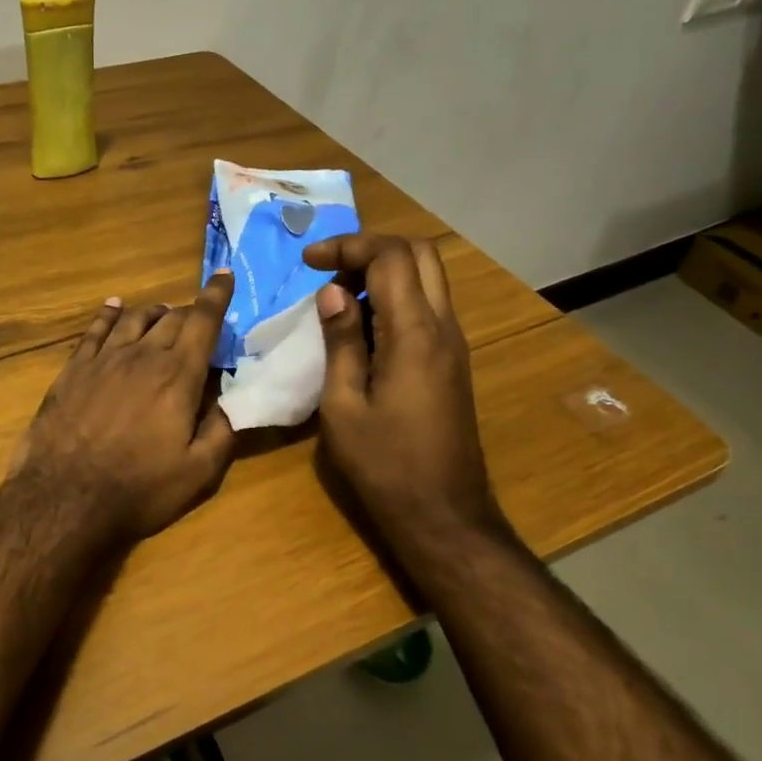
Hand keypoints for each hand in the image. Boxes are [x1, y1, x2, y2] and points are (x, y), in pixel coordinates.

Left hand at [13, 272, 236, 541]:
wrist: (64, 498)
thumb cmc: (138, 488)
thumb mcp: (198, 472)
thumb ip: (223, 429)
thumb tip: (236, 396)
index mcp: (177, 376)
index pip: (203, 321)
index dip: (216, 295)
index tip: (224, 275)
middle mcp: (142, 356)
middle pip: (171, 318)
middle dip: (190, 311)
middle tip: (199, 319)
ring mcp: (103, 359)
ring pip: (134, 318)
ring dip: (154, 311)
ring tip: (164, 314)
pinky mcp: (73, 369)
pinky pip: (95, 330)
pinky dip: (109, 314)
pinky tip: (115, 307)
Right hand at [303, 234, 509, 554]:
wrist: (443, 514)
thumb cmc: (384, 465)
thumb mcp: (343, 405)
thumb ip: (341, 342)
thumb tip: (334, 293)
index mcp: (415, 334)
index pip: (390, 257)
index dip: (347, 246)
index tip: (307, 262)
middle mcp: (443, 328)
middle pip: (420, 254)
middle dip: (371, 250)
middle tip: (329, 272)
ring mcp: (454, 345)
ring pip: (427, 279)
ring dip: (384, 274)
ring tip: (338, 302)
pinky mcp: (453, 363)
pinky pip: (428, 308)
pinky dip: (395, 300)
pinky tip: (361, 330)